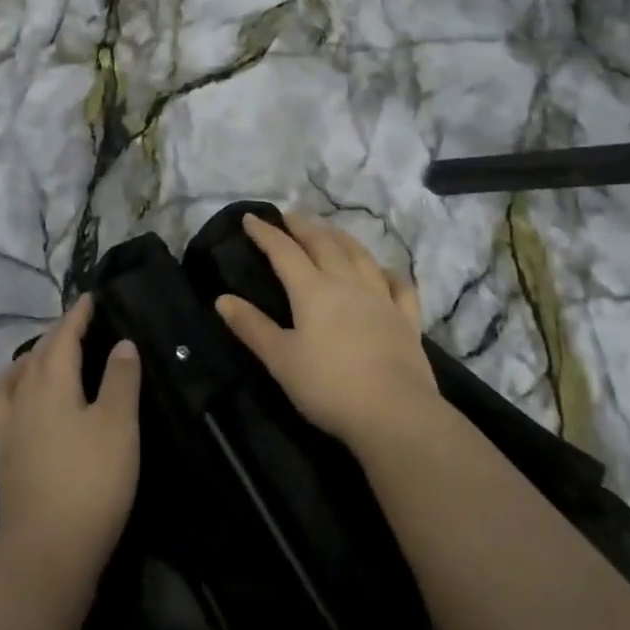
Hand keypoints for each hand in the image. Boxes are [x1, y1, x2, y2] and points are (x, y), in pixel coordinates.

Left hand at [0, 295, 141, 586]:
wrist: (45, 554)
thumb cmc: (90, 481)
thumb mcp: (119, 425)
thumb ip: (121, 379)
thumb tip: (122, 343)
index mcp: (51, 382)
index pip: (62, 336)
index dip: (77, 315)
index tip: (89, 298)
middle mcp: (22, 399)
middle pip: (35, 355)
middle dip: (55, 335)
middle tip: (76, 327)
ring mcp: (7, 432)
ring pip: (11, 381)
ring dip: (26, 363)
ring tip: (40, 362)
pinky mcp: (3, 461)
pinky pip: (3, 410)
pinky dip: (14, 395)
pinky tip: (26, 410)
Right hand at [215, 213, 440, 449]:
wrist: (395, 413)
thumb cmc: (329, 387)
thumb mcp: (280, 360)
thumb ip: (252, 327)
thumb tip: (222, 299)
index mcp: (312, 290)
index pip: (284, 252)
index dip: (266, 233)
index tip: (251, 218)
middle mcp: (347, 283)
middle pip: (323, 244)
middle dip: (304, 227)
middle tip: (291, 216)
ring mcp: (381, 298)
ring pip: (360, 255)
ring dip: (341, 237)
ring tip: (330, 229)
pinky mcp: (407, 319)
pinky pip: (399, 285)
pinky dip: (389, 272)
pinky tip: (384, 271)